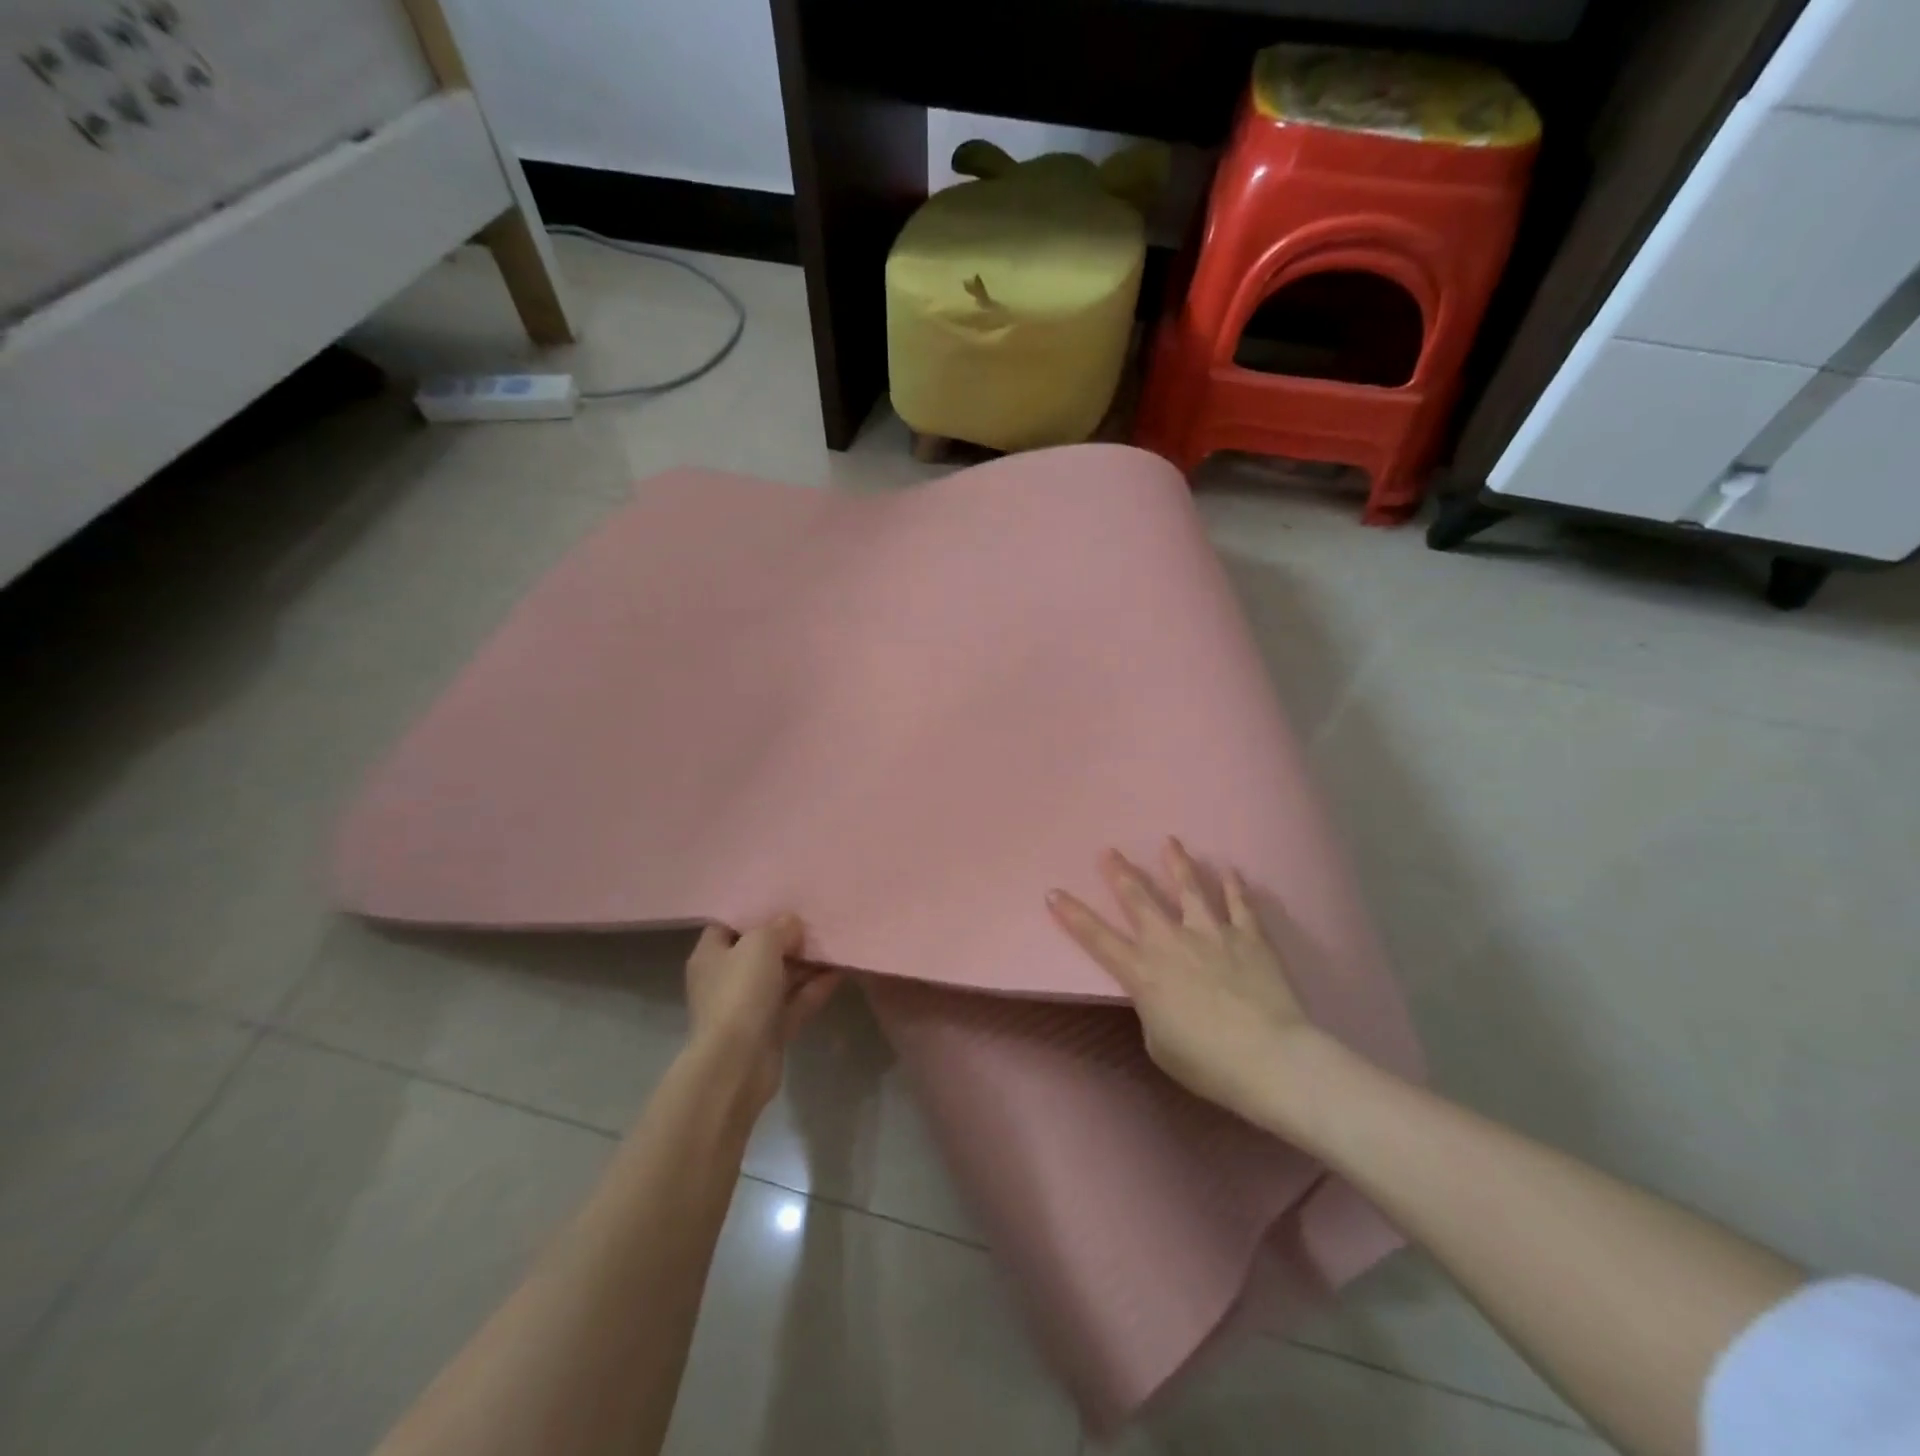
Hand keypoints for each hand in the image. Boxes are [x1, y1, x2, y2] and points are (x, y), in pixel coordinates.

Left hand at [685, 915, 841, 1112]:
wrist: (737, 1064)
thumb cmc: (740, 993)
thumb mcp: (760, 944)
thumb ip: (779, 927)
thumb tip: (792, 924)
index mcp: (711, 955)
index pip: (731, 924)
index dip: (756, 911)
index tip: (785, 899)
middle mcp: (727, 979)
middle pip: (761, 951)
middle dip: (789, 937)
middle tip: (818, 918)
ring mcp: (749, 1006)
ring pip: (783, 977)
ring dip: (807, 963)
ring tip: (836, 941)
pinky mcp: (771, 1029)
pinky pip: (797, 1001)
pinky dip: (816, 988)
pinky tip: (841, 970)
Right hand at [1047, 839, 1320, 1127]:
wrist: (1269, 1059)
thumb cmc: (1207, 1062)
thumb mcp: (1159, 1043)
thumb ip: (1152, 1008)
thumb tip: (1160, 992)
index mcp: (1142, 971)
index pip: (1096, 937)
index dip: (1072, 914)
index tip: (1053, 891)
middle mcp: (1170, 942)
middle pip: (1139, 898)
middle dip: (1120, 872)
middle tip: (1109, 850)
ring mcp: (1212, 934)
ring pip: (1189, 888)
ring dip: (1177, 863)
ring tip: (1170, 841)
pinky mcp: (1249, 937)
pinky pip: (1239, 904)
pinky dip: (1232, 885)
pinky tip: (1229, 869)